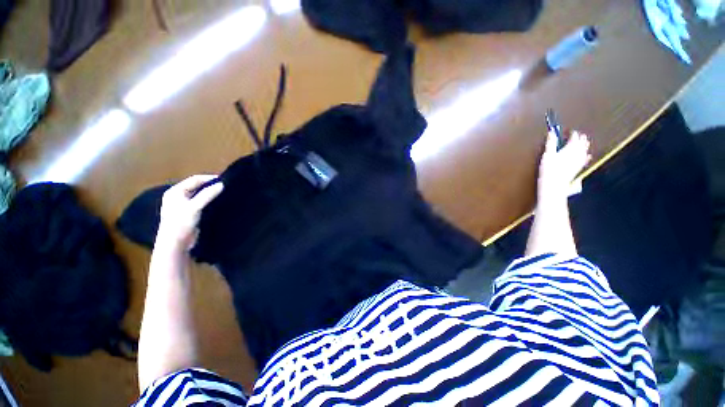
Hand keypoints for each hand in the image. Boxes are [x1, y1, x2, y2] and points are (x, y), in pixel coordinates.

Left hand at [157, 175, 223, 249]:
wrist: (176, 245)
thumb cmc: (180, 223)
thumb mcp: (194, 207)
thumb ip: (207, 194)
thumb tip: (222, 184)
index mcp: (175, 192)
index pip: (195, 180)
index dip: (209, 178)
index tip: (225, 180)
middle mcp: (179, 196)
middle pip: (198, 187)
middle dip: (211, 186)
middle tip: (226, 187)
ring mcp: (185, 206)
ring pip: (201, 195)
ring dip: (212, 194)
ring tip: (226, 194)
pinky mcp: (191, 214)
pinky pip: (203, 204)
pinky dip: (211, 202)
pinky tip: (220, 203)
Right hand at [537, 130, 590, 202]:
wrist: (554, 184)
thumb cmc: (549, 169)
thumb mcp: (547, 154)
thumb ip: (550, 143)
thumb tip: (552, 133)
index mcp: (569, 149)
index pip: (573, 139)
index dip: (573, 135)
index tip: (572, 132)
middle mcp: (576, 154)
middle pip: (581, 145)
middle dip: (581, 140)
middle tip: (581, 136)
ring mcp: (578, 162)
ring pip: (584, 152)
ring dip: (585, 147)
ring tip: (586, 143)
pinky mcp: (577, 169)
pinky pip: (584, 161)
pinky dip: (586, 157)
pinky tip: (588, 156)